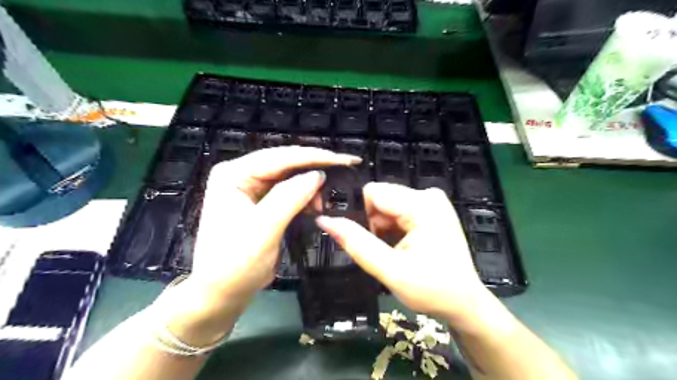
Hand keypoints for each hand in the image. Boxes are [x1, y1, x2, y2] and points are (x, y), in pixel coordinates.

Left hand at [156, 146, 361, 346]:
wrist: (221, 294)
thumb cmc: (235, 264)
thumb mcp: (263, 229)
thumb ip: (290, 198)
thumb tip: (318, 175)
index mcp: (234, 174)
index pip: (280, 157)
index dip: (314, 156)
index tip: (345, 160)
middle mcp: (242, 175)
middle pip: (285, 163)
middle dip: (314, 170)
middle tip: (344, 174)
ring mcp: (251, 189)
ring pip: (290, 177)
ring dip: (311, 186)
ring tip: (324, 202)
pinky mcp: (261, 203)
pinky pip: (288, 192)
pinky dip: (305, 197)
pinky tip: (316, 206)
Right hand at [315, 182, 495, 328]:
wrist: (465, 304)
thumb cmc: (433, 290)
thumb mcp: (390, 270)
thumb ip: (357, 244)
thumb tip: (325, 221)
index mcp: (422, 204)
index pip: (373, 192)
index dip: (359, 214)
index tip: (361, 240)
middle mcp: (428, 195)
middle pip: (380, 198)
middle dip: (372, 223)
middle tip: (379, 251)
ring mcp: (431, 202)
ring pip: (386, 206)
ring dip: (380, 228)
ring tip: (391, 252)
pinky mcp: (430, 210)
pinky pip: (397, 211)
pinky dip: (391, 228)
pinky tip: (399, 247)